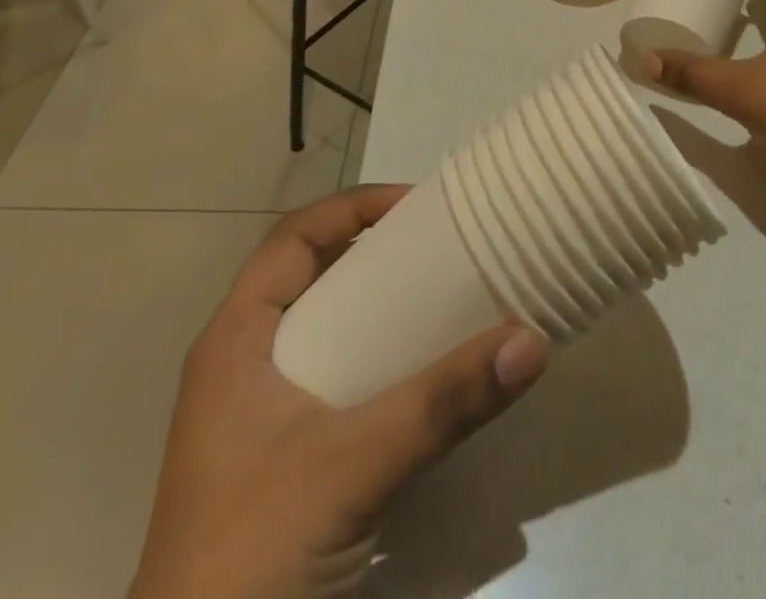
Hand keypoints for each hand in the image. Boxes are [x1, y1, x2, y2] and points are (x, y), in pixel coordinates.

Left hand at [129, 186, 549, 598]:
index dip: (355, 207)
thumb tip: (531, 341)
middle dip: (377, 253)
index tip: (418, 207)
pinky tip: (423, 379)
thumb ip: (442, 405)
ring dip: (380, 309)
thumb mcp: (351, 467)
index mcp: (235, 341)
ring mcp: (260, 418)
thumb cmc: (249, 558)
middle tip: (443, 249)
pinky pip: (337, 380)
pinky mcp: (282, 461)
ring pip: (326, 330)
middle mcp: (243, 365)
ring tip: (445, 302)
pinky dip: (378, 362)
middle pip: (314, 276)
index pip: (295, 236)